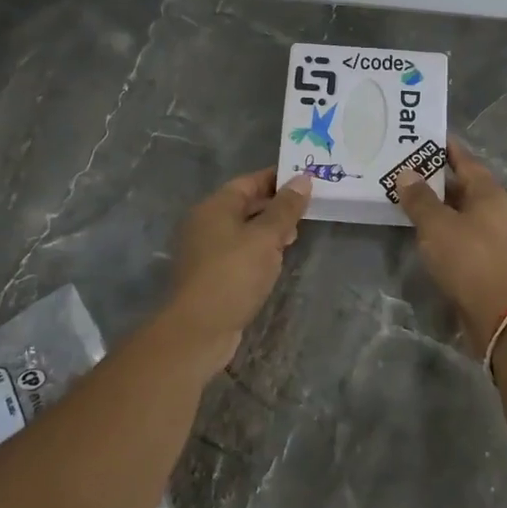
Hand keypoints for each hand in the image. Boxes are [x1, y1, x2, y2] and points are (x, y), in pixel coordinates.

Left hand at [164, 169, 311, 369]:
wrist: (199, 328)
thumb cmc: (234, 274)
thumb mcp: (266, 237)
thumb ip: (285, 208)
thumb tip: (303, 179)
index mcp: (215, 206)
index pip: (249, 181)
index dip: (277, 179)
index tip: (306, 180)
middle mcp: (206, 223)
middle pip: (245, 204)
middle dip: (276, 206)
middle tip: (307, 209)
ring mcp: (206, 250)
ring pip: (243, 229)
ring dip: (269, 230)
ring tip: (296, 235)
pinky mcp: (211, 274)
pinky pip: (239, 251)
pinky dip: (259, 250)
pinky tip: (276, 260)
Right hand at [395, 139, 506, 353]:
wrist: (501, 314)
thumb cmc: (469, 259)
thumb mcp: (437, 225)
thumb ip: (420, 199)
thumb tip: (407, 174)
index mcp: (489, 193)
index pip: (465, 160)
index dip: (446, 149)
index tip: (425, 138)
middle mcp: (498, 211)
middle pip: (465, 187)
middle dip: (438, 180)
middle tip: (407, 172)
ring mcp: (499, 238)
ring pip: (465, 214)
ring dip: (441, 209)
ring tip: (411, 203)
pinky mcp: (493, 263)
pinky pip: (466, 237)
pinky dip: (447, 232)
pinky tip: (428, 237)